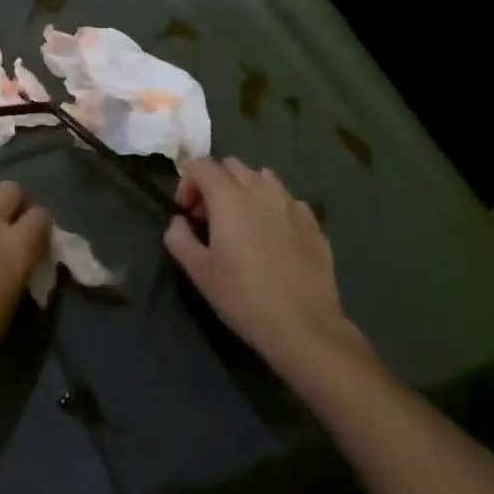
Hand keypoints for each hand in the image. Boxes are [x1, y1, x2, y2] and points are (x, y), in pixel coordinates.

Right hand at [166, 157, 372, 379]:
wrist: (304, 327)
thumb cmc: (244, 297)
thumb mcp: (199, 272)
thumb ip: (179, 238)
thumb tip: (179, 221)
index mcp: (229, 197)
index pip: (201, 165)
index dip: (187, 183)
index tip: (186, 213)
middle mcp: (261, 190)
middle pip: (232, 165)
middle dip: (215, 182)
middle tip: (210, 217)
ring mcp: (291, 204)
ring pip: (262, 177)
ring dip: (245, 189)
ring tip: (243, 222)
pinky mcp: (313, 223)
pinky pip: (287, 200)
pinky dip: (273, 207)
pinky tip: (273, 237)